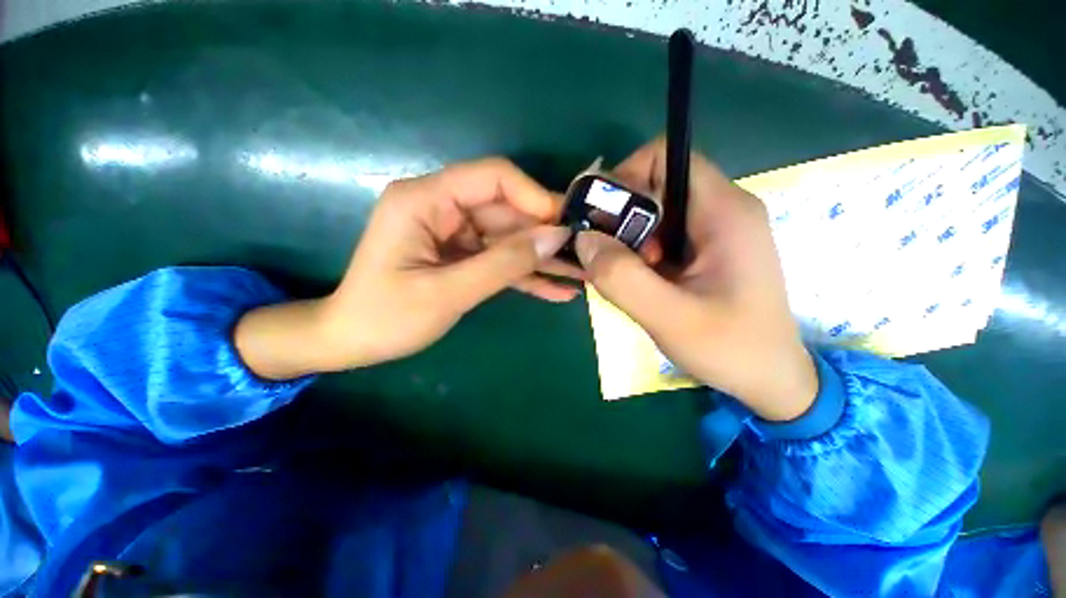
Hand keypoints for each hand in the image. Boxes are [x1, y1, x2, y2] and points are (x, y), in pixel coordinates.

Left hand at [236, 158, 578, 378]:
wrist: (353, 341)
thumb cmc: (387, 317)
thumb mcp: (448, 292)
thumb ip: (504, 263)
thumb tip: (556, 237)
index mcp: (426, 200)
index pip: (493, 178)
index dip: (534, 196)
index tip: (566, 224)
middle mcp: (443, 208)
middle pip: (508, 211)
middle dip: (545, 235)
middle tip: (584, 255)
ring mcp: (455, 233)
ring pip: (509, 239)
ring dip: (542, 259)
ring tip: (580, 275)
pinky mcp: (462, 255)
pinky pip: (500, 260)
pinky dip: (526, 275)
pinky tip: (556, 291)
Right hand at [575, 139, 817, 420]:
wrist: (771, 379)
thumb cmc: (731, 349)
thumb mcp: (669, 317)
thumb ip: (622, 277)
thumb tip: (584, 239)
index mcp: (723, 211)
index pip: (665, 156)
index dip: (625, 177)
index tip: (602, 220)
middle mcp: (722, 209)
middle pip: (655, 185)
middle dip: (622, 218)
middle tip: (610, 259)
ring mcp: (715, 230)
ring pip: (654, 213)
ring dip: (628, 240)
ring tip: (627, 277)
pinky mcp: (707, 250)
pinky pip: (661, 235)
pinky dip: (639, 253)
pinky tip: (640, 283)